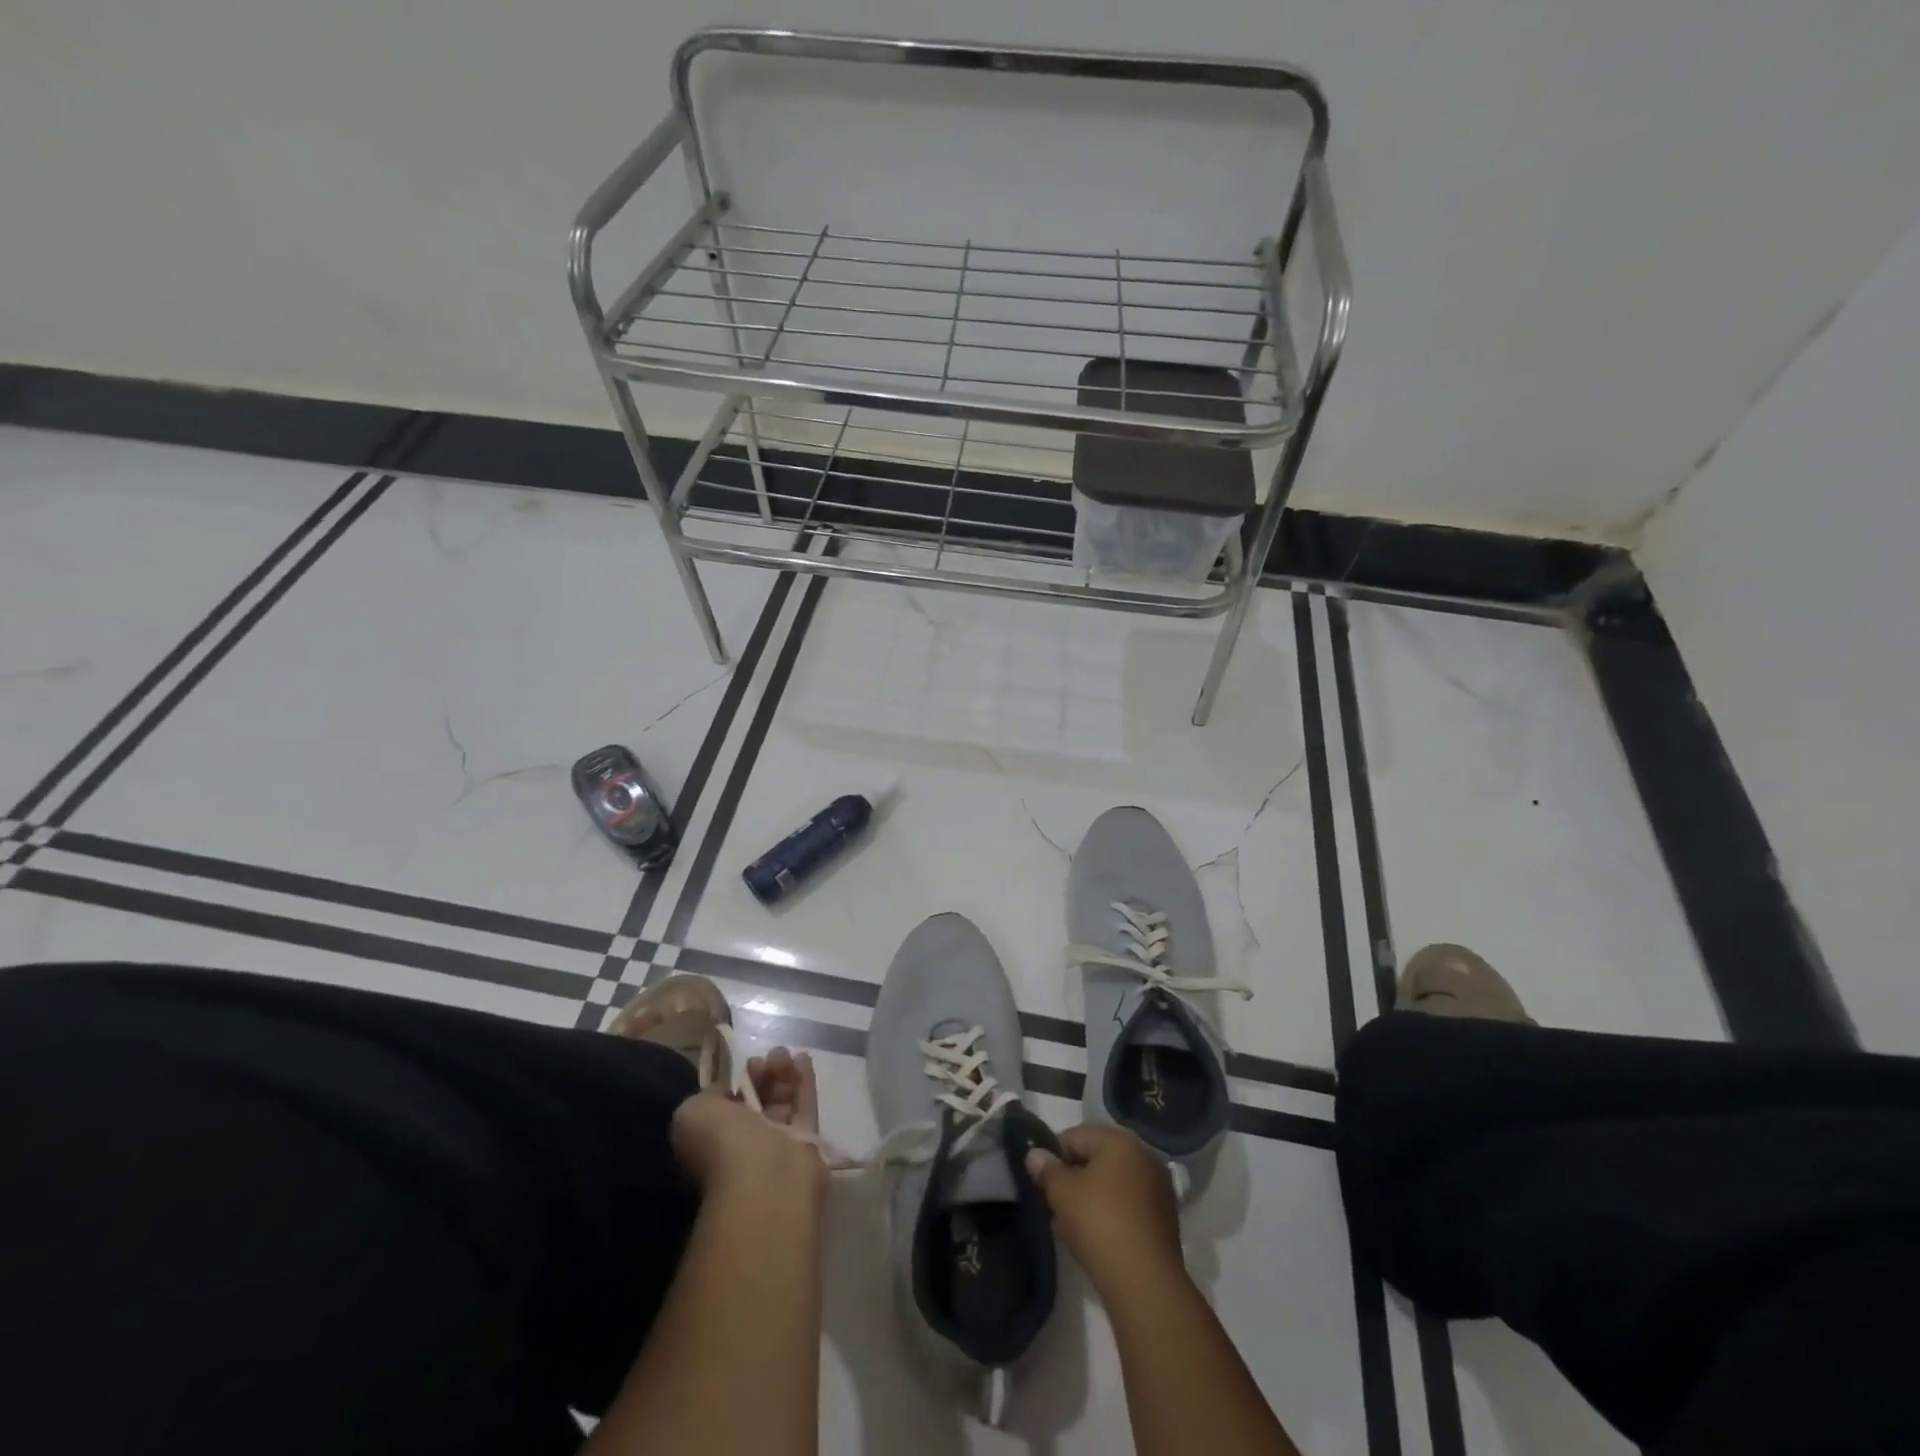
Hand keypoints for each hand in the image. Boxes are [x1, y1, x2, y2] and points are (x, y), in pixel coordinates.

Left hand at [670, 1048, 825, 1199]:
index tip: (744, 1066)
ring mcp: (777, 1143)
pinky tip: (803, 1057)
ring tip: (783, 1054)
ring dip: (782, 1073)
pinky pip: (805, 1105)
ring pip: (782, 1101)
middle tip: (765, 1059)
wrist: (765, 1177)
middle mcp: (745, 1144)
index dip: (735, 1082)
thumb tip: (730, 1092)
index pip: (727, 1107)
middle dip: (761, 1075)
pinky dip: (804, 1080)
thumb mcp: (693, 1112)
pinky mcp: (806, 1141)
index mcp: (714, 1141)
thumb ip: (708, 1095)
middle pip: (757, 1100)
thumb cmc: (722, 1143)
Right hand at [1025, 1124, 1182, 1291]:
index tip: (1039, 1179)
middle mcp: (1144, 1156)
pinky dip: (1109, 1214)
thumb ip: (1046, 1170)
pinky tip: (1094, 1237)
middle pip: (1096, 1158)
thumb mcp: (1062, 1193)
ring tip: (1069, 1223)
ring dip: (1090, 1197)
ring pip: (1112, 1184)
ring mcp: (1158, 1189)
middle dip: (1072, 1178)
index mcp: (1121, 1141)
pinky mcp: (1164, 1219)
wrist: (1145, 1284)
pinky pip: (1127, 1206)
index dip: (1052, 1155)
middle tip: (1053, 1202)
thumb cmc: (1100, 1224)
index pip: (1075, 1136)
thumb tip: (1035, 1154)